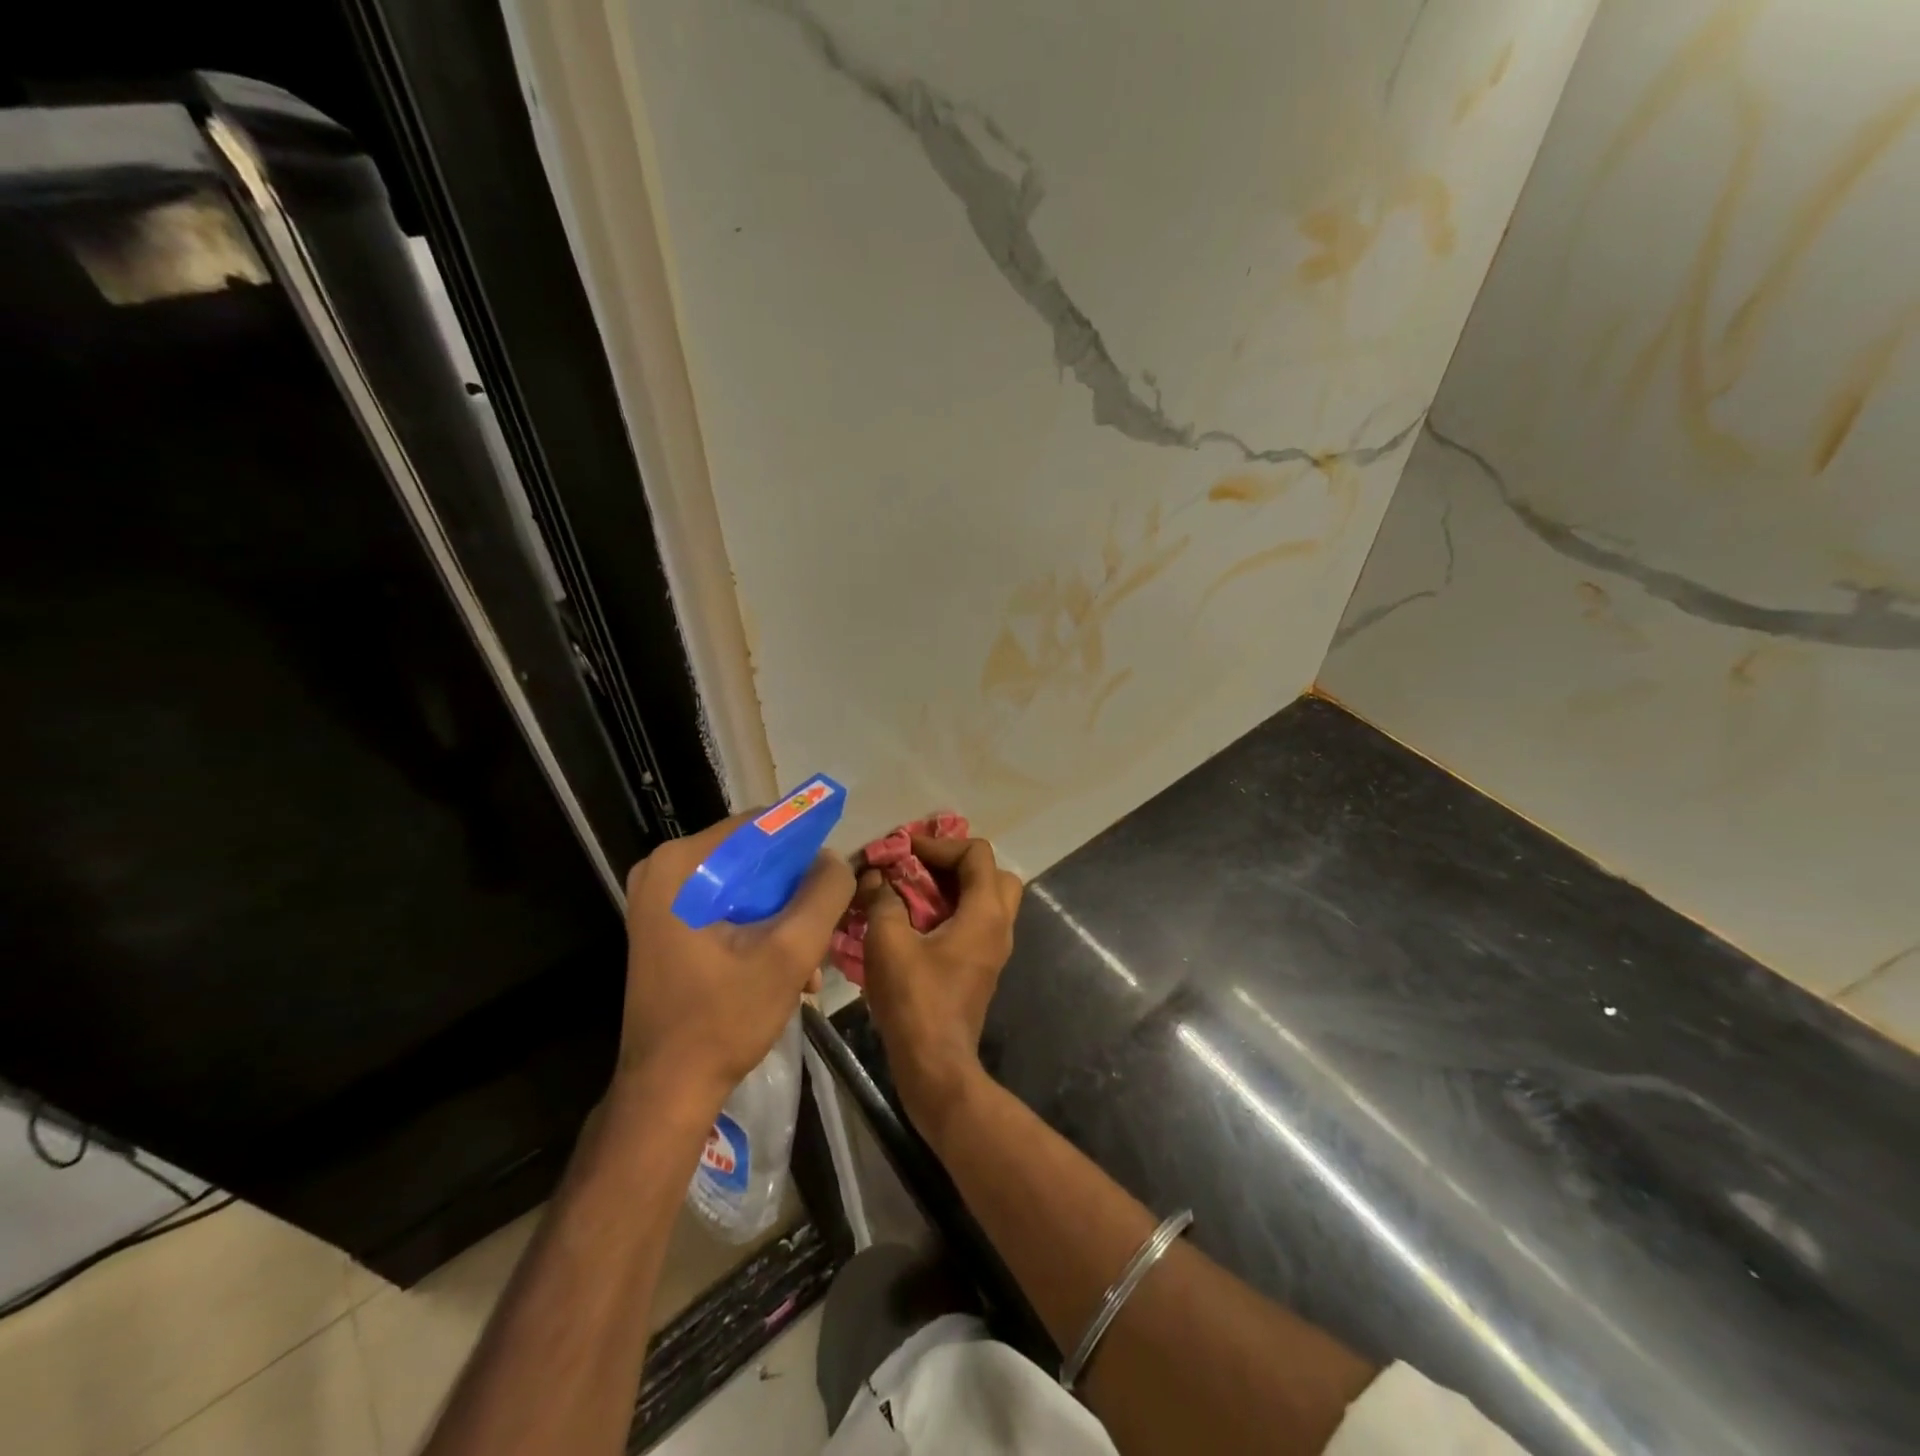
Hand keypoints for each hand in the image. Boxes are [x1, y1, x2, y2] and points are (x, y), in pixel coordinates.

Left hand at [618, 814, 854, 1117]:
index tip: (833, 881)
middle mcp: (663, 869)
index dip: (804, 848)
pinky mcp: (667, 925)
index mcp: (681, 864)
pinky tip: (785, 969)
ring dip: (783, 916)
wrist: (667, 1091)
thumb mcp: (790, 953)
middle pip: (753, 857)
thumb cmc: (723, 1019)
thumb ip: (824, 894)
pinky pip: (728, 906)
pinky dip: (760, 929)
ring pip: (745, 884)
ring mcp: (661, 899)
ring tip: (809, 961)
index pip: (760, 825)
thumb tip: (835, 860)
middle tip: (821, 930)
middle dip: (794, 892)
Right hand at [857, 835, 1022, 1130]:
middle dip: (957, 862)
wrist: (935, 1064)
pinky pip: (977, 921)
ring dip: (955, 886)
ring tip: (915, 890)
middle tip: (921, 867)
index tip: (905, 850)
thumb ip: (883, 900)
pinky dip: (954, 909)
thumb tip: (877, 878)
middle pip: (993, 873)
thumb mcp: (887, 942)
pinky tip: (917, 920)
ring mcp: (995, 948)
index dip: (940, 844)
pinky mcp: (982, 966)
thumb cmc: (914, 999)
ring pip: (987, 898)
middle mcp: (999, 925)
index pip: (976, 853)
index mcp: (985, 913)